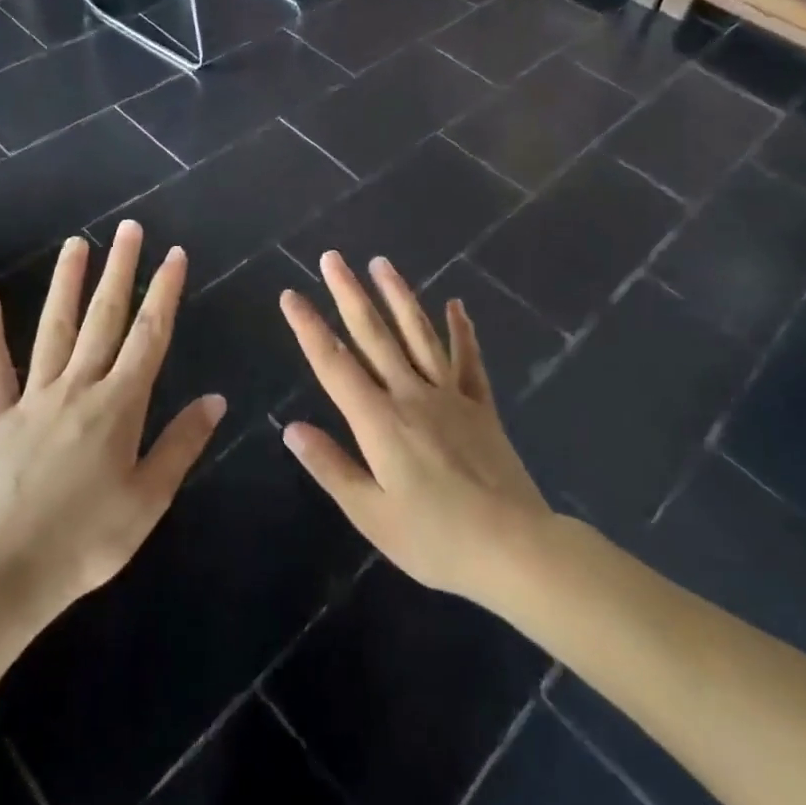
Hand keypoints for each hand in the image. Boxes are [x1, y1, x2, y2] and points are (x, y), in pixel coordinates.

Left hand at [0, 221, 225, 628]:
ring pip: (53, 330)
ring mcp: (32, 399)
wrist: (0, 577)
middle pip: (104, 319)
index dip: (164, 293)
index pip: (149, 336)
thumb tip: (216, 398)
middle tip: (129, 229)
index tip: (175, 255)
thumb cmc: (86, 542)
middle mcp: (77, 388)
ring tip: (77, 244)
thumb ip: (181, 444)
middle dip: (120, 271)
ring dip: (67, 284)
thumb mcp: (149, 500)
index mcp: (119, 405)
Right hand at [279, 252, 553, 603]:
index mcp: (379, 422)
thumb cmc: (435, 539)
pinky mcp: (480, 406)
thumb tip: (292, 428)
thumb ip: (332, 467)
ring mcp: (450, 396)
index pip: (334, 365)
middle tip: (332, 257)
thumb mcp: (371, 514)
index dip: (309, 328)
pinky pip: (468, 359)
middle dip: (349, 294)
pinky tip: (456, 304)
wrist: (513, 547)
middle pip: (374, 335)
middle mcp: (411, 395)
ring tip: (381, 263)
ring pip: (419, 334)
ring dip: (398, 296)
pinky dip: (462, 330)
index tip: (291, 295)